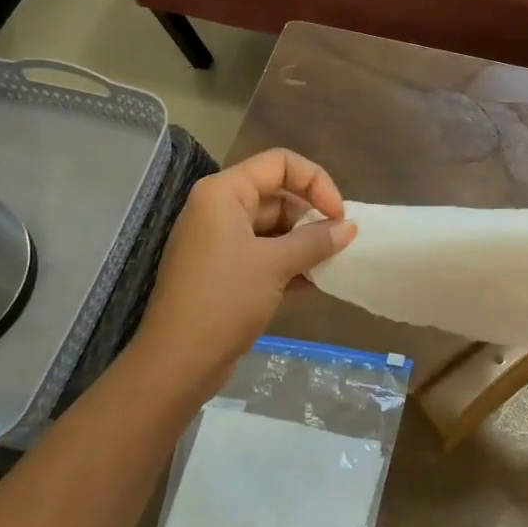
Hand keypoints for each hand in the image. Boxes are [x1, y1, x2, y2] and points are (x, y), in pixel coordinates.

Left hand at [132, 148, 356, 388]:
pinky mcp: (224, 270)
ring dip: (305, 242)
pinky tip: (316, 282)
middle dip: (312, 216)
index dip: (315, 181)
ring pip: (274, 227)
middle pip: (278, 194)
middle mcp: (219, 208)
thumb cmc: (225, 300)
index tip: (338, 214)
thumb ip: (316, 241)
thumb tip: (349, 227)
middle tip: (341, 242)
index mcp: (224, 193)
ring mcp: (220, 241)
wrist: (178, 363)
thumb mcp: (276, 265)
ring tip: (333, 263)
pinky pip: (264, 253)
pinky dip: (289, 262)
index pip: (280, 163)